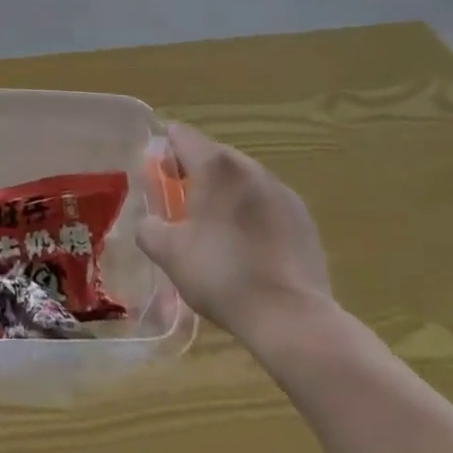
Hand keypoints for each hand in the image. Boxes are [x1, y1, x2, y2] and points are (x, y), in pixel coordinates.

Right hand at [135, 122, 334, 346]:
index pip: (181, 135)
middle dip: (194, 173)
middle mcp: (250, 167)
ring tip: (216, 229)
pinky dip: (252, 212)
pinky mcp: (303, 217)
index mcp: (215, 166)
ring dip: (225, 192)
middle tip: (181, 205)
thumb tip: (149, 223)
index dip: (164, 148)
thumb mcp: (169, 253)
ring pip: (242, 179)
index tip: (158, 174)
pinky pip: (267, 202)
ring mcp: (282, 190)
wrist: (291, 317)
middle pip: (213, 155)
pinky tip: (248, 247)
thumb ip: (149, 228)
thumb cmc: (222, 275)